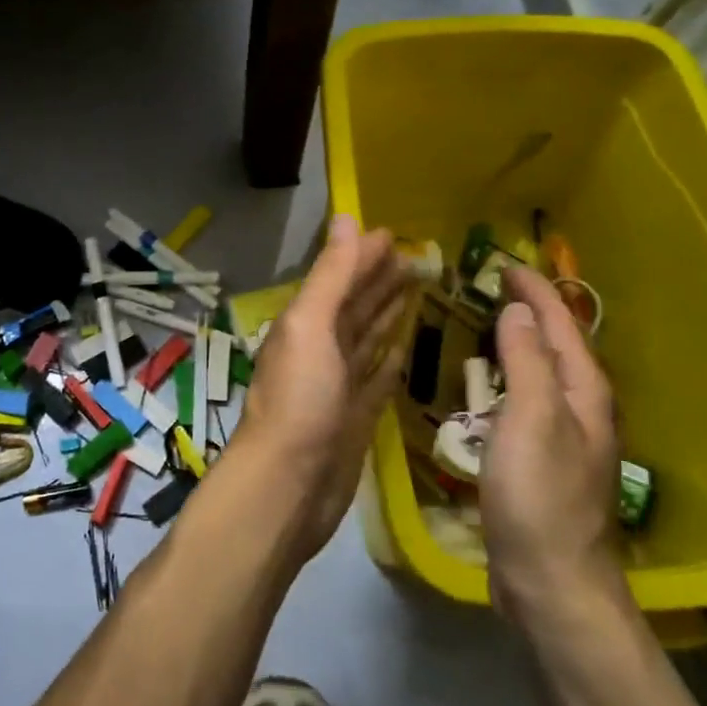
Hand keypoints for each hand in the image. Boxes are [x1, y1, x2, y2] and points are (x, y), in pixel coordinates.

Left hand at [233, 215, 409, 558]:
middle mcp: (320, 350)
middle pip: (354, 306)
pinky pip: (377, 380)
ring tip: (416, 290)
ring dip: (386, 314)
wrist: (288, 486)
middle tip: (418, 258)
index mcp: (305, 324)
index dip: (364, 256)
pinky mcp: (356, 419)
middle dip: (380, 280)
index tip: (396, 236)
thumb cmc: (300, 400)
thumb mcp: (310, 326)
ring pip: (366, 339)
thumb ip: (331, 276)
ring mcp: (338, 386)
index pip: (340, 279)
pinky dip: (390, 360)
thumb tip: (347, 219)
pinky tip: (406, 346)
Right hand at [480, 266, 629, 635]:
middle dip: (533, 311)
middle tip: (496, 286)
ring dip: (523, 342)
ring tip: (493, 322)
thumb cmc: (539, 496)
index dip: (536, 291)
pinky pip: (528, 400)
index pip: (561, 325)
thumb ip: (526, 361)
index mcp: (583, 392)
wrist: (551, 582)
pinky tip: (491, 383)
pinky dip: (512, 377)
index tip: (505, 264)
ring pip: (545, 373)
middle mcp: (581, 409)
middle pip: (559, 345)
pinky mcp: (543, 462)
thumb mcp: (531, 419)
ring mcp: (565, 438)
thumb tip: (521, 310)